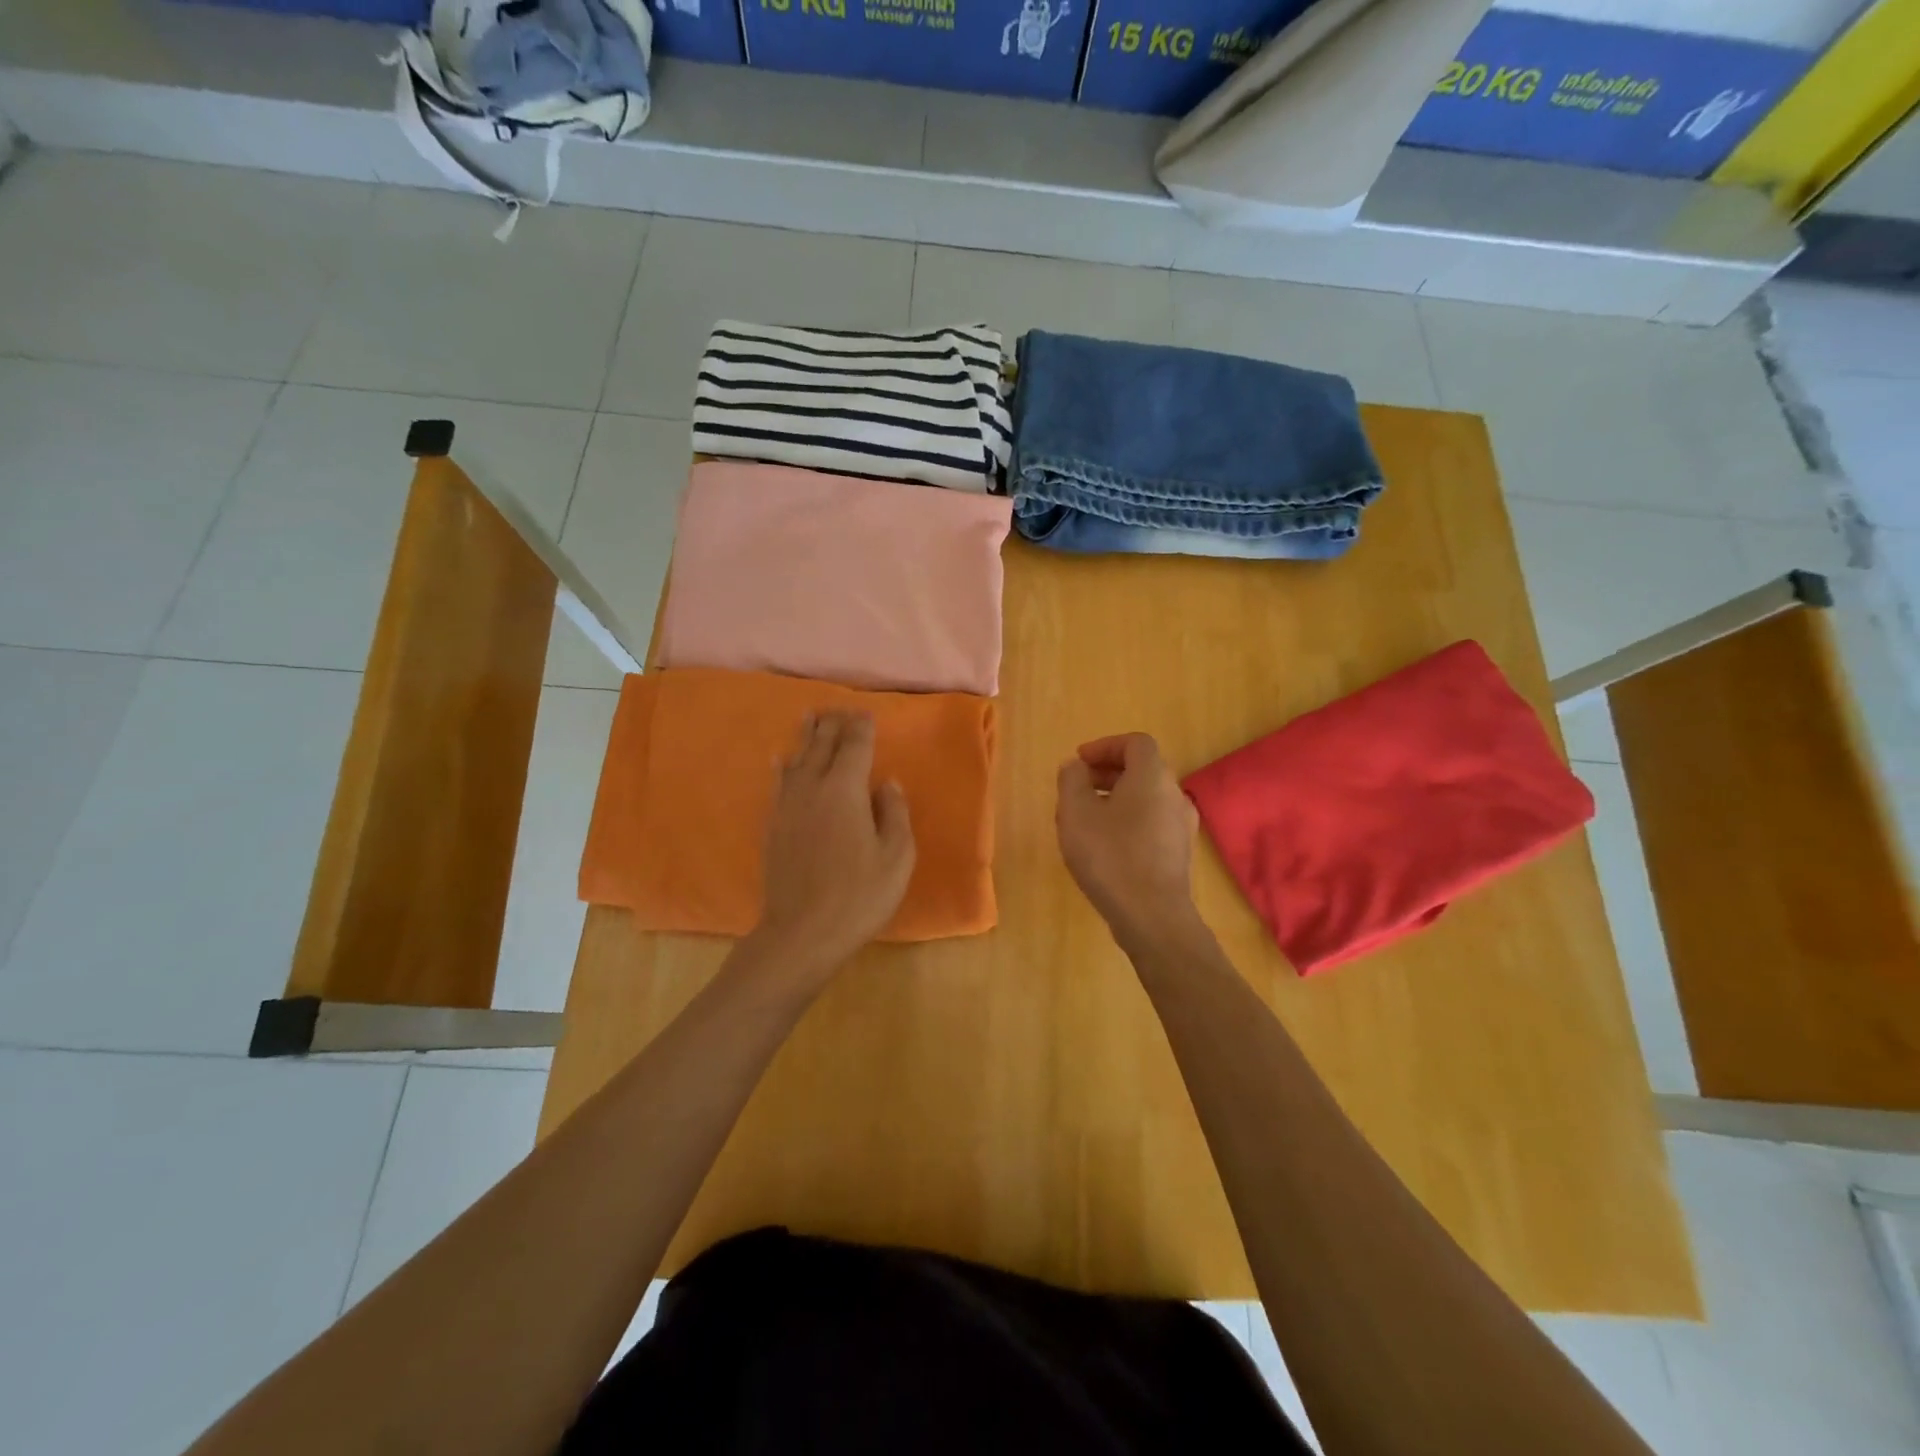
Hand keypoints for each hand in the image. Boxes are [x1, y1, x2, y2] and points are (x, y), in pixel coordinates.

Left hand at [753, 711, 915, 980]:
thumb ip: (894, 813)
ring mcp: (788, 806)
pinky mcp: (773, 825)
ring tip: (811, 717)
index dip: (861, 727)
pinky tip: (779, 761)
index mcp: (845, 790)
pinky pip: (778, 783)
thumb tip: (886, 783)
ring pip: (797, 759)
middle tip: (841, 708)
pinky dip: (782, 766)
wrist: (802, 932)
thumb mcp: (896, 856)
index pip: (854, 746)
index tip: (866, 713)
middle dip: (833, 724)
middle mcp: (812, 788)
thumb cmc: (859, 895)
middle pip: (822, 745)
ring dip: (806, 736)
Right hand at [1056, 733, 1199, 946]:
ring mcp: (1182, 825)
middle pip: (1142, 769)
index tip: (1079, 762)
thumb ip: (1071, 780)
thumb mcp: (1076, 812)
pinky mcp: (1180, 853)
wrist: (1152, 916)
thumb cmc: (1110, 856)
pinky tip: (1106, 845)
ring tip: (1086, 819)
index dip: (1105, 746)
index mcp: (1152, 776)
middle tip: (1077, 788)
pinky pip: (1152, 822)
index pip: (1135, 742)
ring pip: (1147, 798)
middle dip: (1107, 772)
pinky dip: (1129, 820)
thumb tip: (1075, 766)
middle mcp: (1174, 794)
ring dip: (1117, 798)